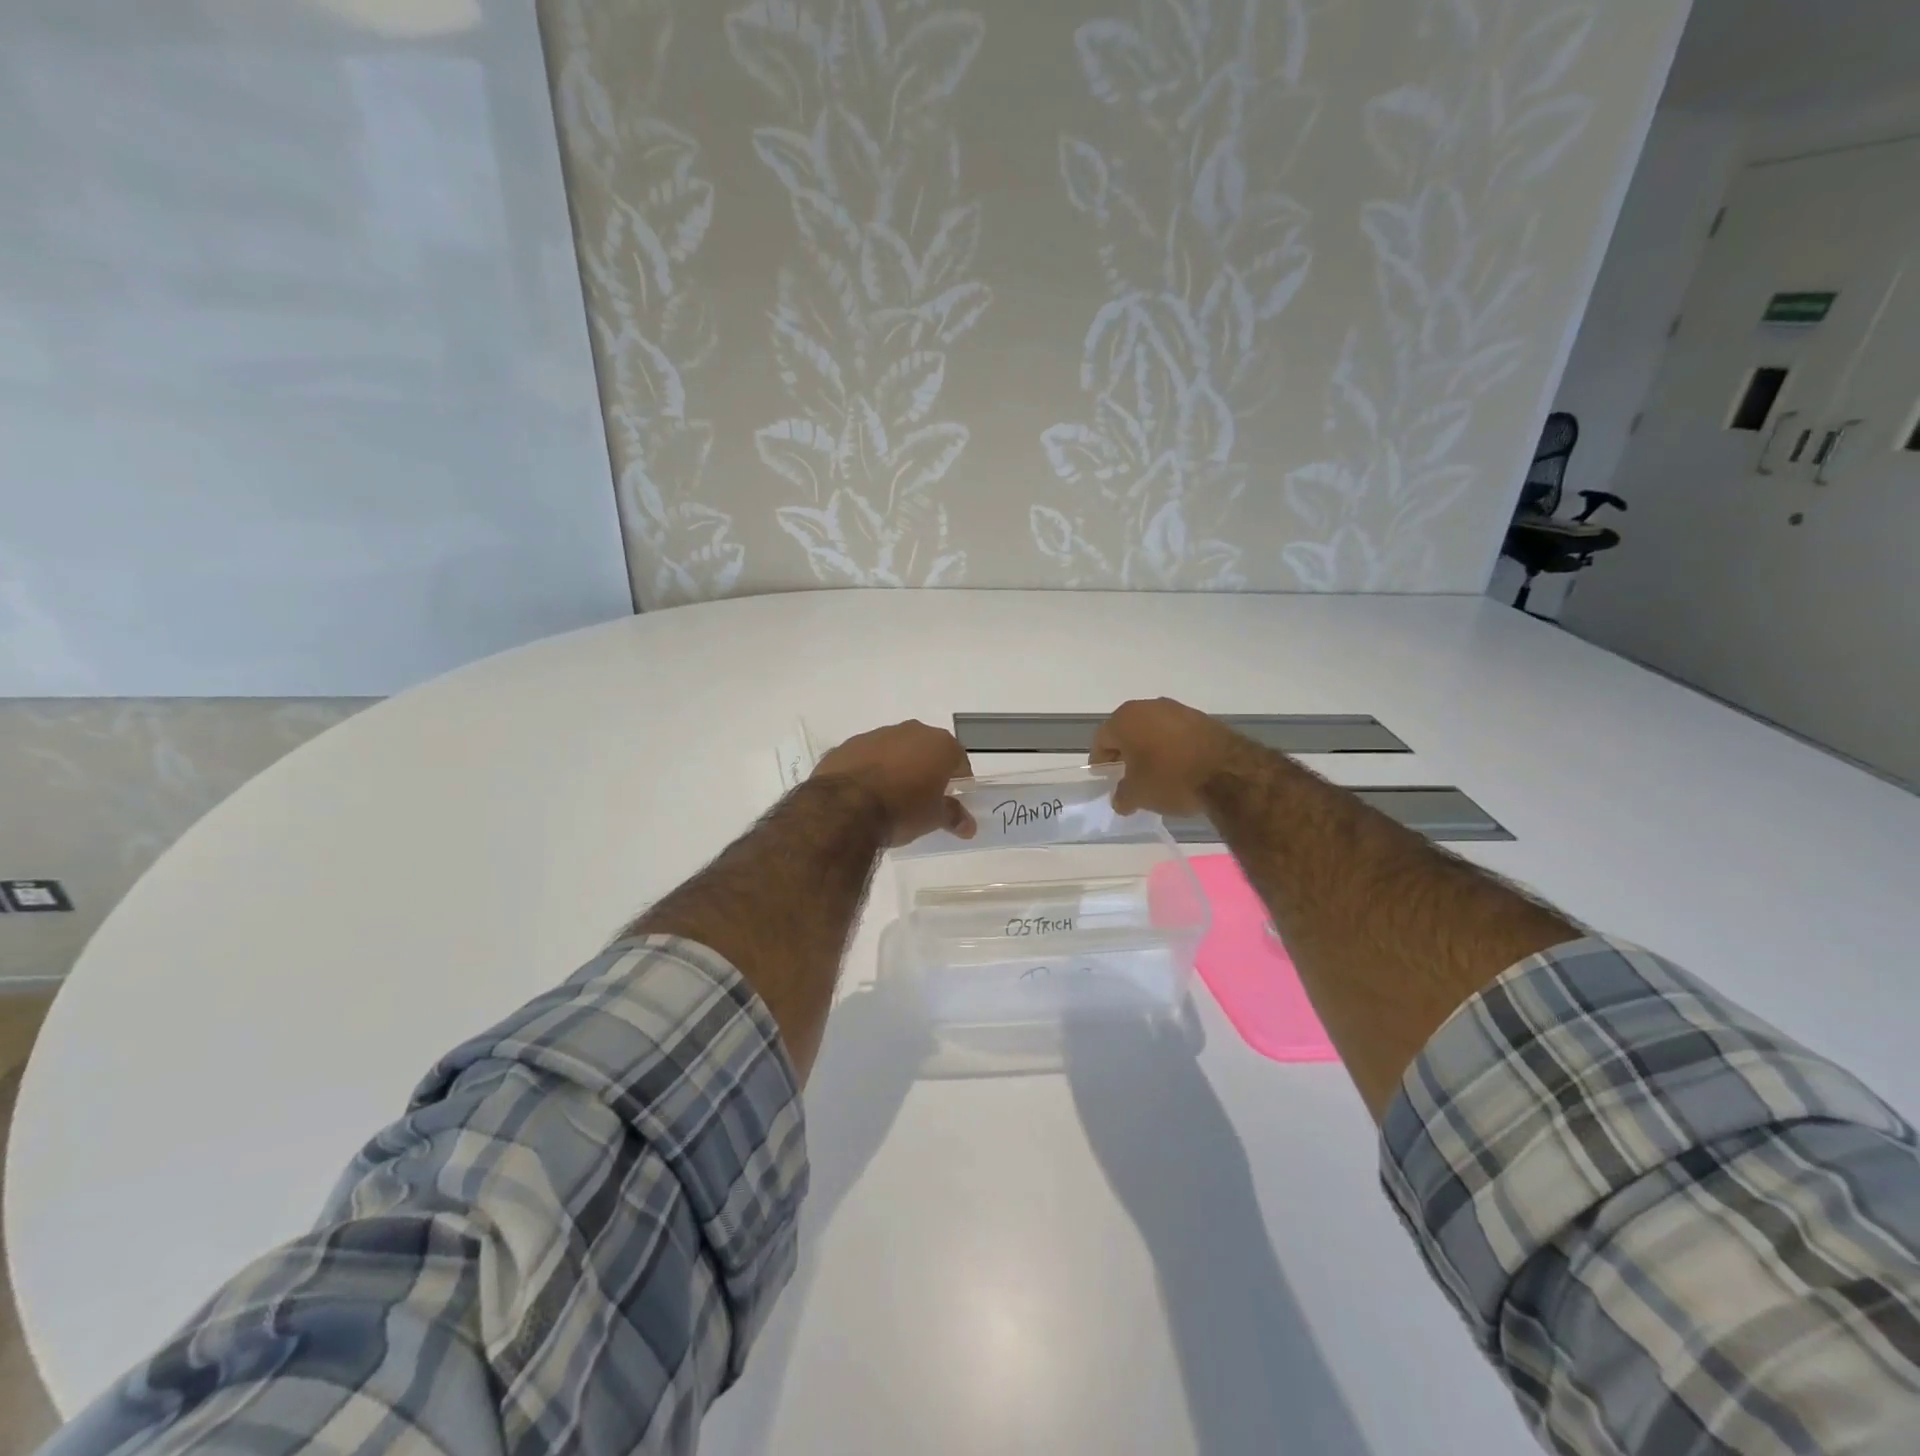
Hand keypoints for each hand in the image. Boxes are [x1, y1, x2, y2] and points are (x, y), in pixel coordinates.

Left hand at [811, 720, 975, 846]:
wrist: (845, 807)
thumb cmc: (902, 809)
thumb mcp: (933, 818)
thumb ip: (953, 816)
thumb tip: (969, 826)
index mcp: (939, 744)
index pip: (959, 759)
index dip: (958, 779)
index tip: (952, 798)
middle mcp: (911, 731)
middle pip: (926, 749)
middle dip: (927, 769)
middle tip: (923, 797)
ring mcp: (876, 734)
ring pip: (895, 749)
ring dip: (897, 767)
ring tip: (891, 797)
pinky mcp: (848, 745)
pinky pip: (867, 756)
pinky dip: (870, 770)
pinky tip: (865, 793)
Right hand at [1090, 698, 1242, 816]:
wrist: (1228, 773)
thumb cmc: (1170, 779)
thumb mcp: (1138, 795)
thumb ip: (1122, 796)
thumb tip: (1121, 799)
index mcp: (1125, 719)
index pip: (1101, 740)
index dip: (1100, 762)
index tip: (1105, 780)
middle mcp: (1149, 707)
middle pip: (1128, 731)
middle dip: (1125, 753)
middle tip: (1127, 777)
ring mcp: (1178, 710)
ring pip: (1153, 730)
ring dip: (1150, 749)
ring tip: (1155, 774)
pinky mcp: (1203, 719)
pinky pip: (1177, 734)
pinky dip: (1173, 748)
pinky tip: (1179, 769)